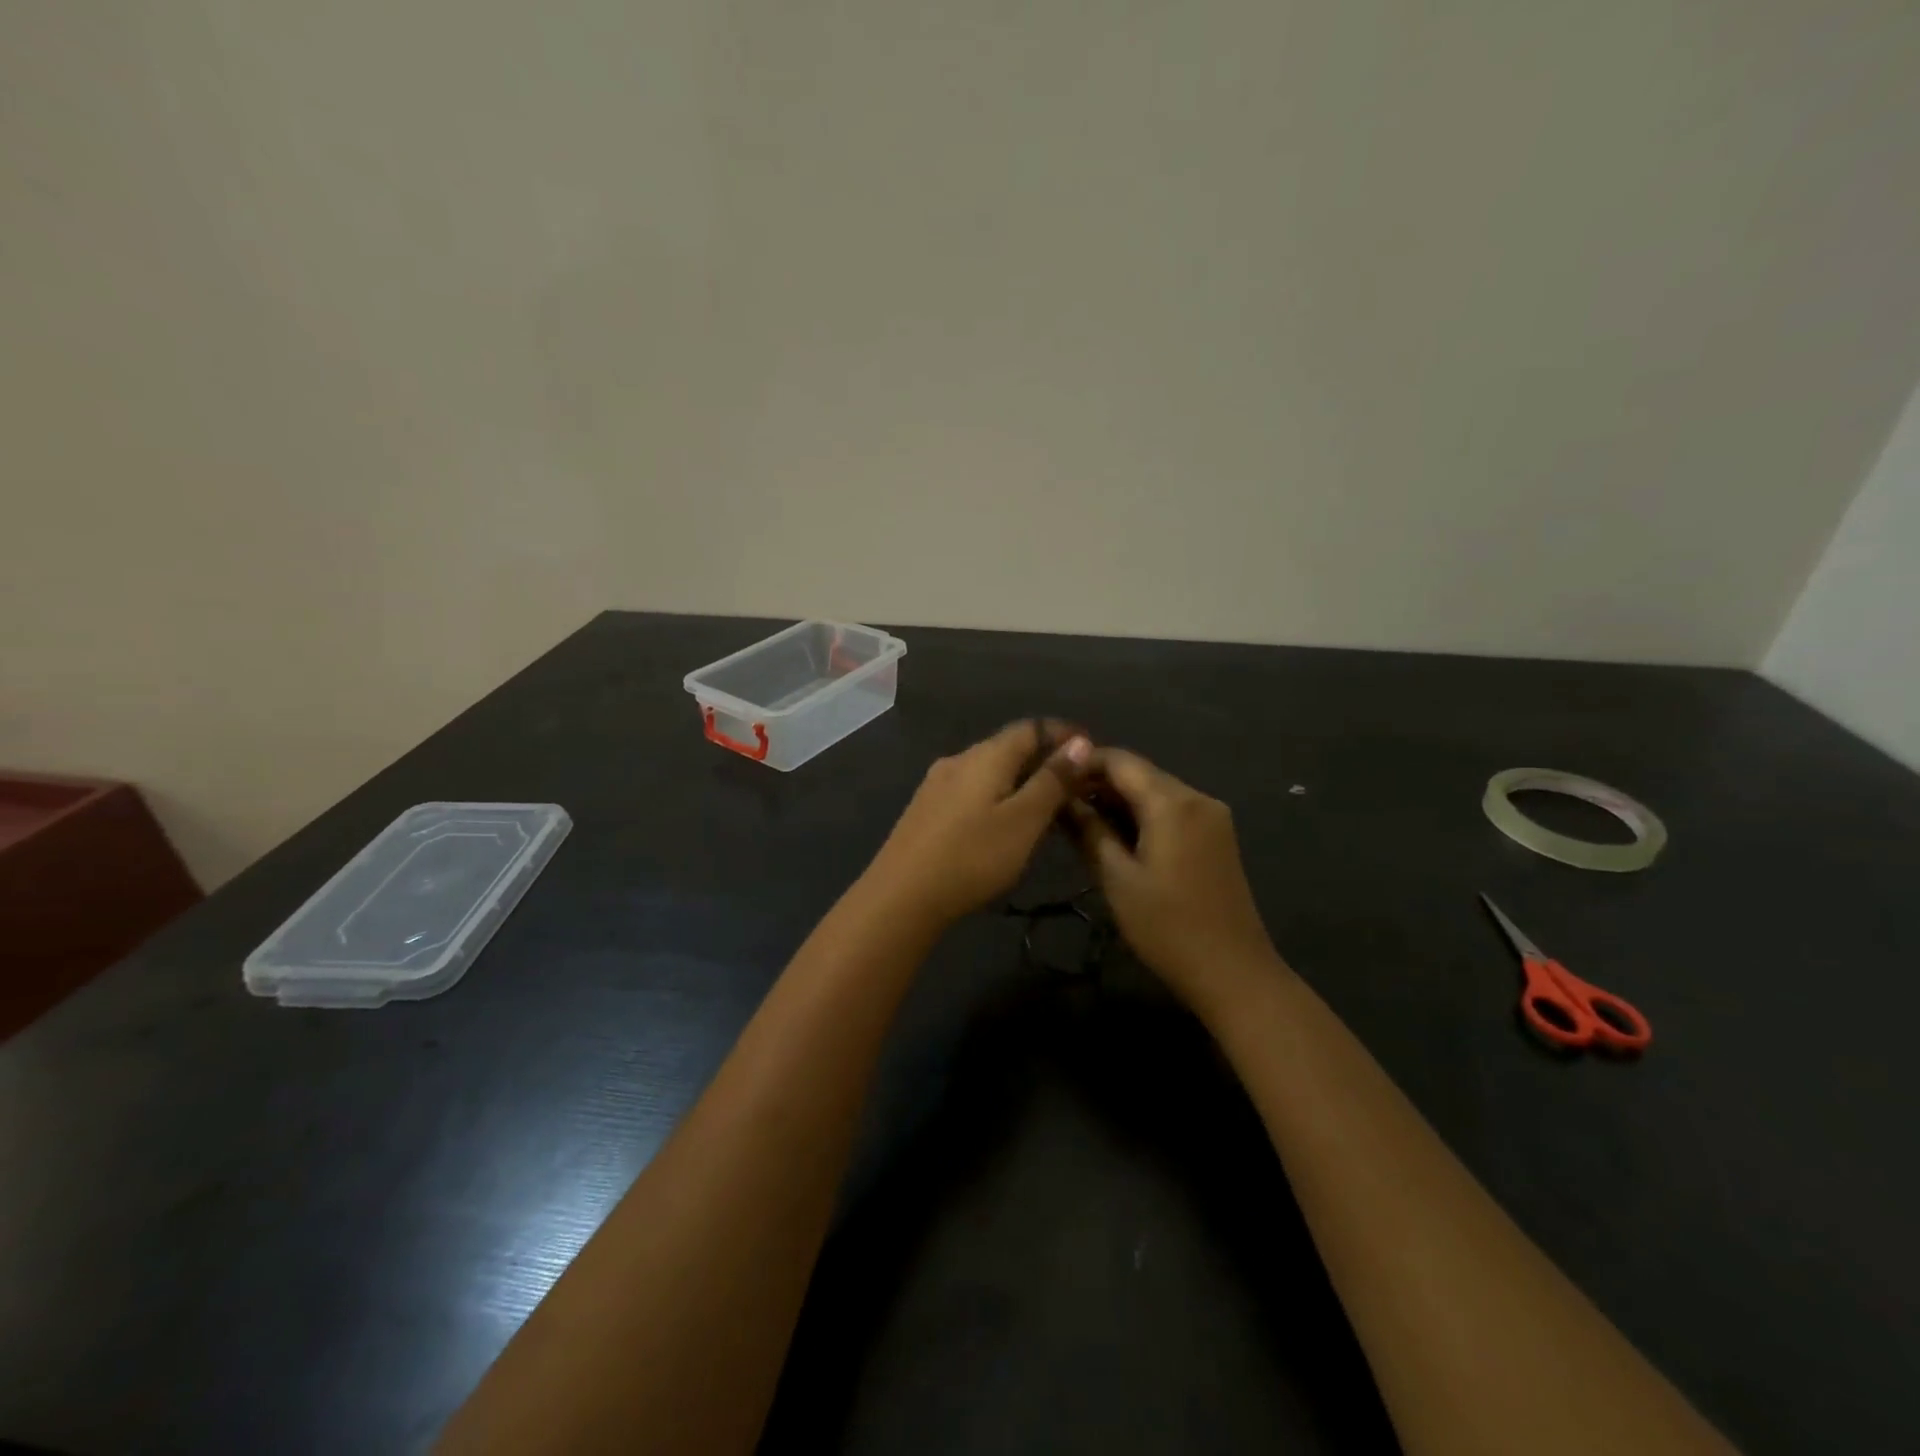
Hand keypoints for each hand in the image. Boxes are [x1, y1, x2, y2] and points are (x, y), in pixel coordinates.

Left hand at [864, 721, 1092, 928]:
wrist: (901, 896)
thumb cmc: (972, 856)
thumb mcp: (1023, 821)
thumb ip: (1052, 781)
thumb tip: (1080, 742)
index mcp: (986, 755)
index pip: (1031, 727)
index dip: (1063, 734)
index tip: (1092, 750)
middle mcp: (959, 759)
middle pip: (1008, 746)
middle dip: (1043, 757)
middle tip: (1075, 783)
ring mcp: (937, 784)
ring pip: (989, 769)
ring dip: (1020, 778)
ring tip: (1046, 804)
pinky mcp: (926, 809)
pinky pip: (972, 789)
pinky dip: (997, 794)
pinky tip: (1003, 821)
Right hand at [1070, 748, 1282, 1013]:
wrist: (1233, 972)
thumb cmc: (1167, 927)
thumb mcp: (1117, 878)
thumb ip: (1089, 830)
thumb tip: (1062, 799)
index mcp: (1172, 802)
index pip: (1120, 760)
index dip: (1083, 763)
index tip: (1051, 780)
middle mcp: (1197, 797)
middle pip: (1140, 773)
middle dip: (1099, 783)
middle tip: (1060, 805)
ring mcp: (1212, 816)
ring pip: (1156, 791)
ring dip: (1120, 800)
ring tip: (1082, 822)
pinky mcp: (1217, 836)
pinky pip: (1173, 810)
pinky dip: (1143, 815)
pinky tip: (1118, 836)